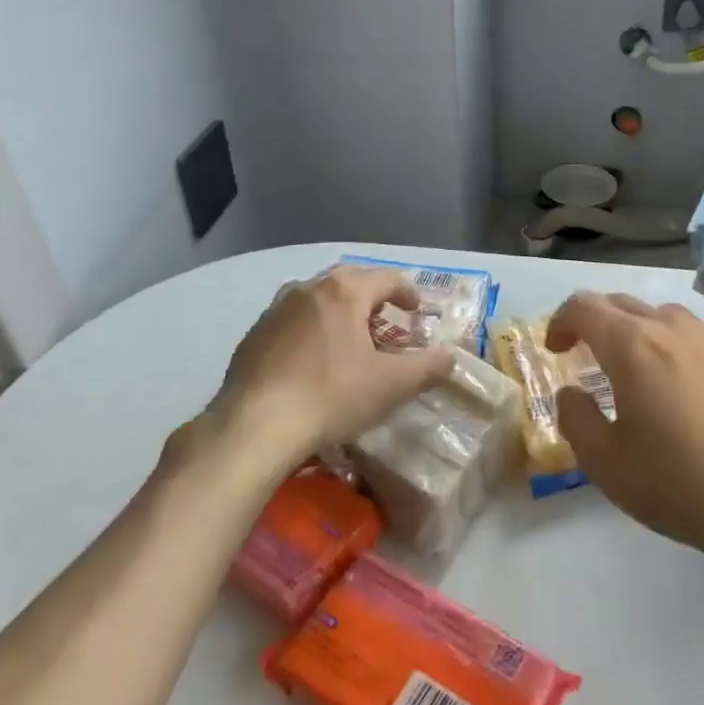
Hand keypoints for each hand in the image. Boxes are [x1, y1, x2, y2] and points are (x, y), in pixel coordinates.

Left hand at [190, 266, 454, 472]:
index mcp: (345, 292)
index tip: (419, 313)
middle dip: (374, 298)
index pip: (388, 278)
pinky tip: (312, 361)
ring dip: (340, 312)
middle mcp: (308, 289)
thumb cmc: (331, 396)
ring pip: (318, 299)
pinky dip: (311, 330)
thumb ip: (427, 367)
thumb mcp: (392, 385)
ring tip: (350, 339)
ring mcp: (276, 310)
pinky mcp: (254, 335)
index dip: (409, 293)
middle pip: (350, 281)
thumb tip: (450, 357)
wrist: (254, 426)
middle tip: (388, 322)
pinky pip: (292, 321)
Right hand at [546, 293, 703, 568]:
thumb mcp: (605, 462)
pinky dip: (669, 346)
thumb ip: (576, 418)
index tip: (555, 351)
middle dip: (594, 322)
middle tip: (584, 356)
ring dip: (634, 330)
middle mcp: (671, 328)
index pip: (583, 307)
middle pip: (621, 304)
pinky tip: (677, 388)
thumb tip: (572, 392)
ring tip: (631, 369)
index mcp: (631, 345)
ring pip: (660, 315)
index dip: (560, 322)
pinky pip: (692, 336)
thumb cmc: (677, 482)